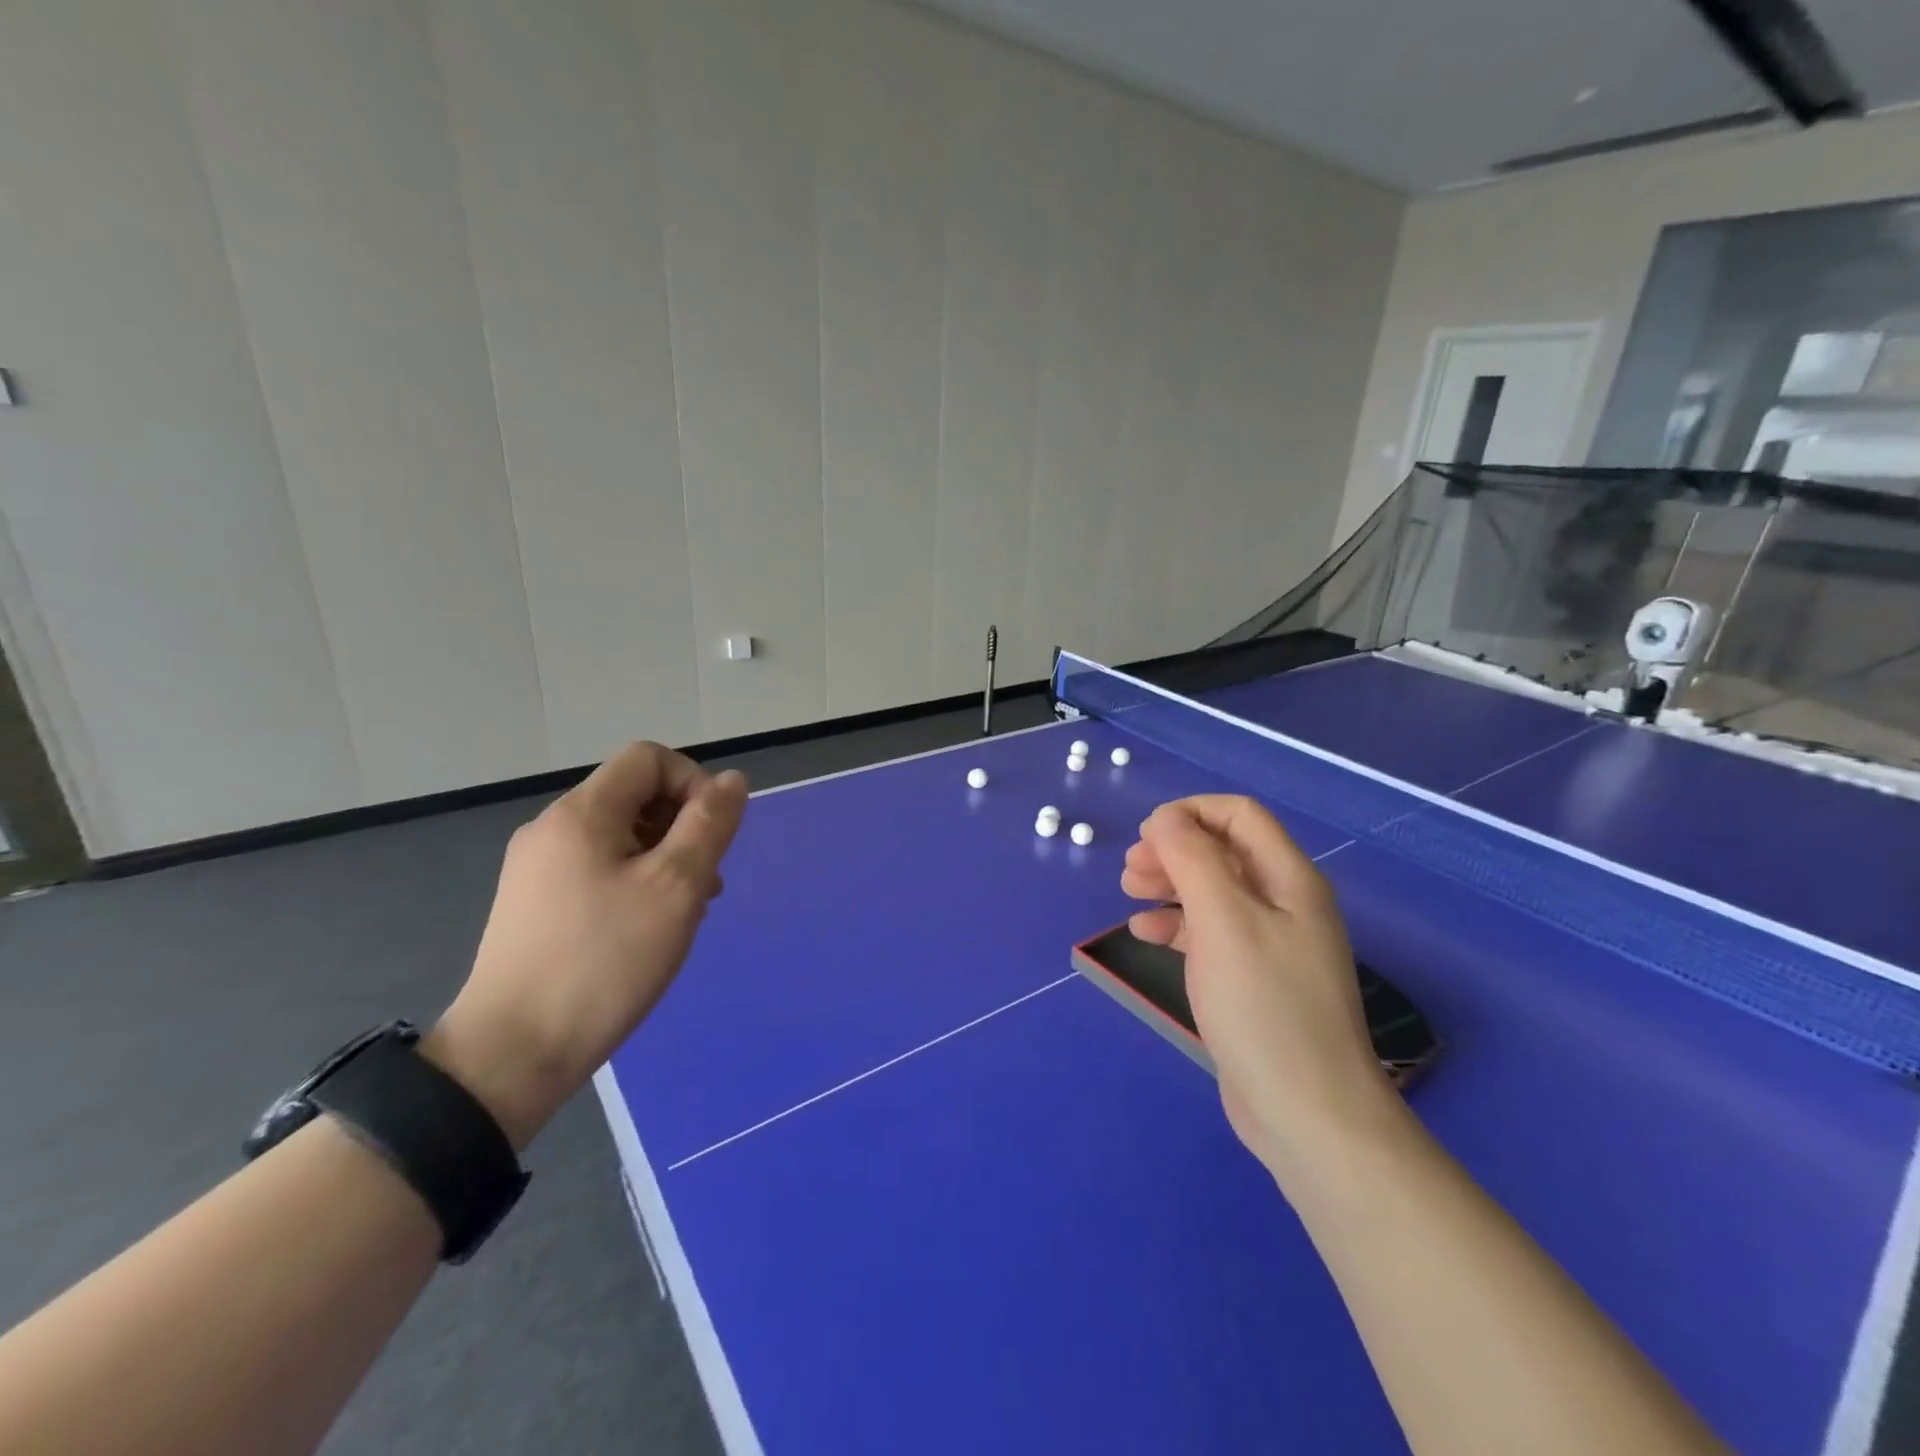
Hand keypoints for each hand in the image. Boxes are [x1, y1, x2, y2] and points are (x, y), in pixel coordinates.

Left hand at [425, 743, 747, 1147]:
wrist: (511, 1055)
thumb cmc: (604, 963)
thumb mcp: (675, 888)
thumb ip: (709, 825)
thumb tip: (732, 780)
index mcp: (582, 814)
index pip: (649, 759)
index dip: (693, 783)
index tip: (711, 836)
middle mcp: (553, 829)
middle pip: (635, 795)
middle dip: (682, 825)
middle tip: (705, 882)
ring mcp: (537, 868)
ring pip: (620, 835)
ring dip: (664, 856)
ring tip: (685, 910)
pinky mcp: (534, 905)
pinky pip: (598, 868)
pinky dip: (635, 881)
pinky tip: (647, 929)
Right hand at [1121, 796, 1395, 1179]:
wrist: (1307, 1114)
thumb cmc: (1264, 1006)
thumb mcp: (1223, 921)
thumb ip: (1192, 859)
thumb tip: (1165, 818)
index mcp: (1289, 879)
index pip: (1240, 816)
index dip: (1191, 813)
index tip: (1145, 834)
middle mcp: (1284, 904)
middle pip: (1223, 852)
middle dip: (1173, 850)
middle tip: (1131, 869)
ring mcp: (1270, 944)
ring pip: (1212, 891)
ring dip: (1169, 884)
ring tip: (1128, 892)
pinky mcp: (1252, 980)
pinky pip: (1209, 934)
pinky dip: (1175, 926)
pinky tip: (1144, 935)